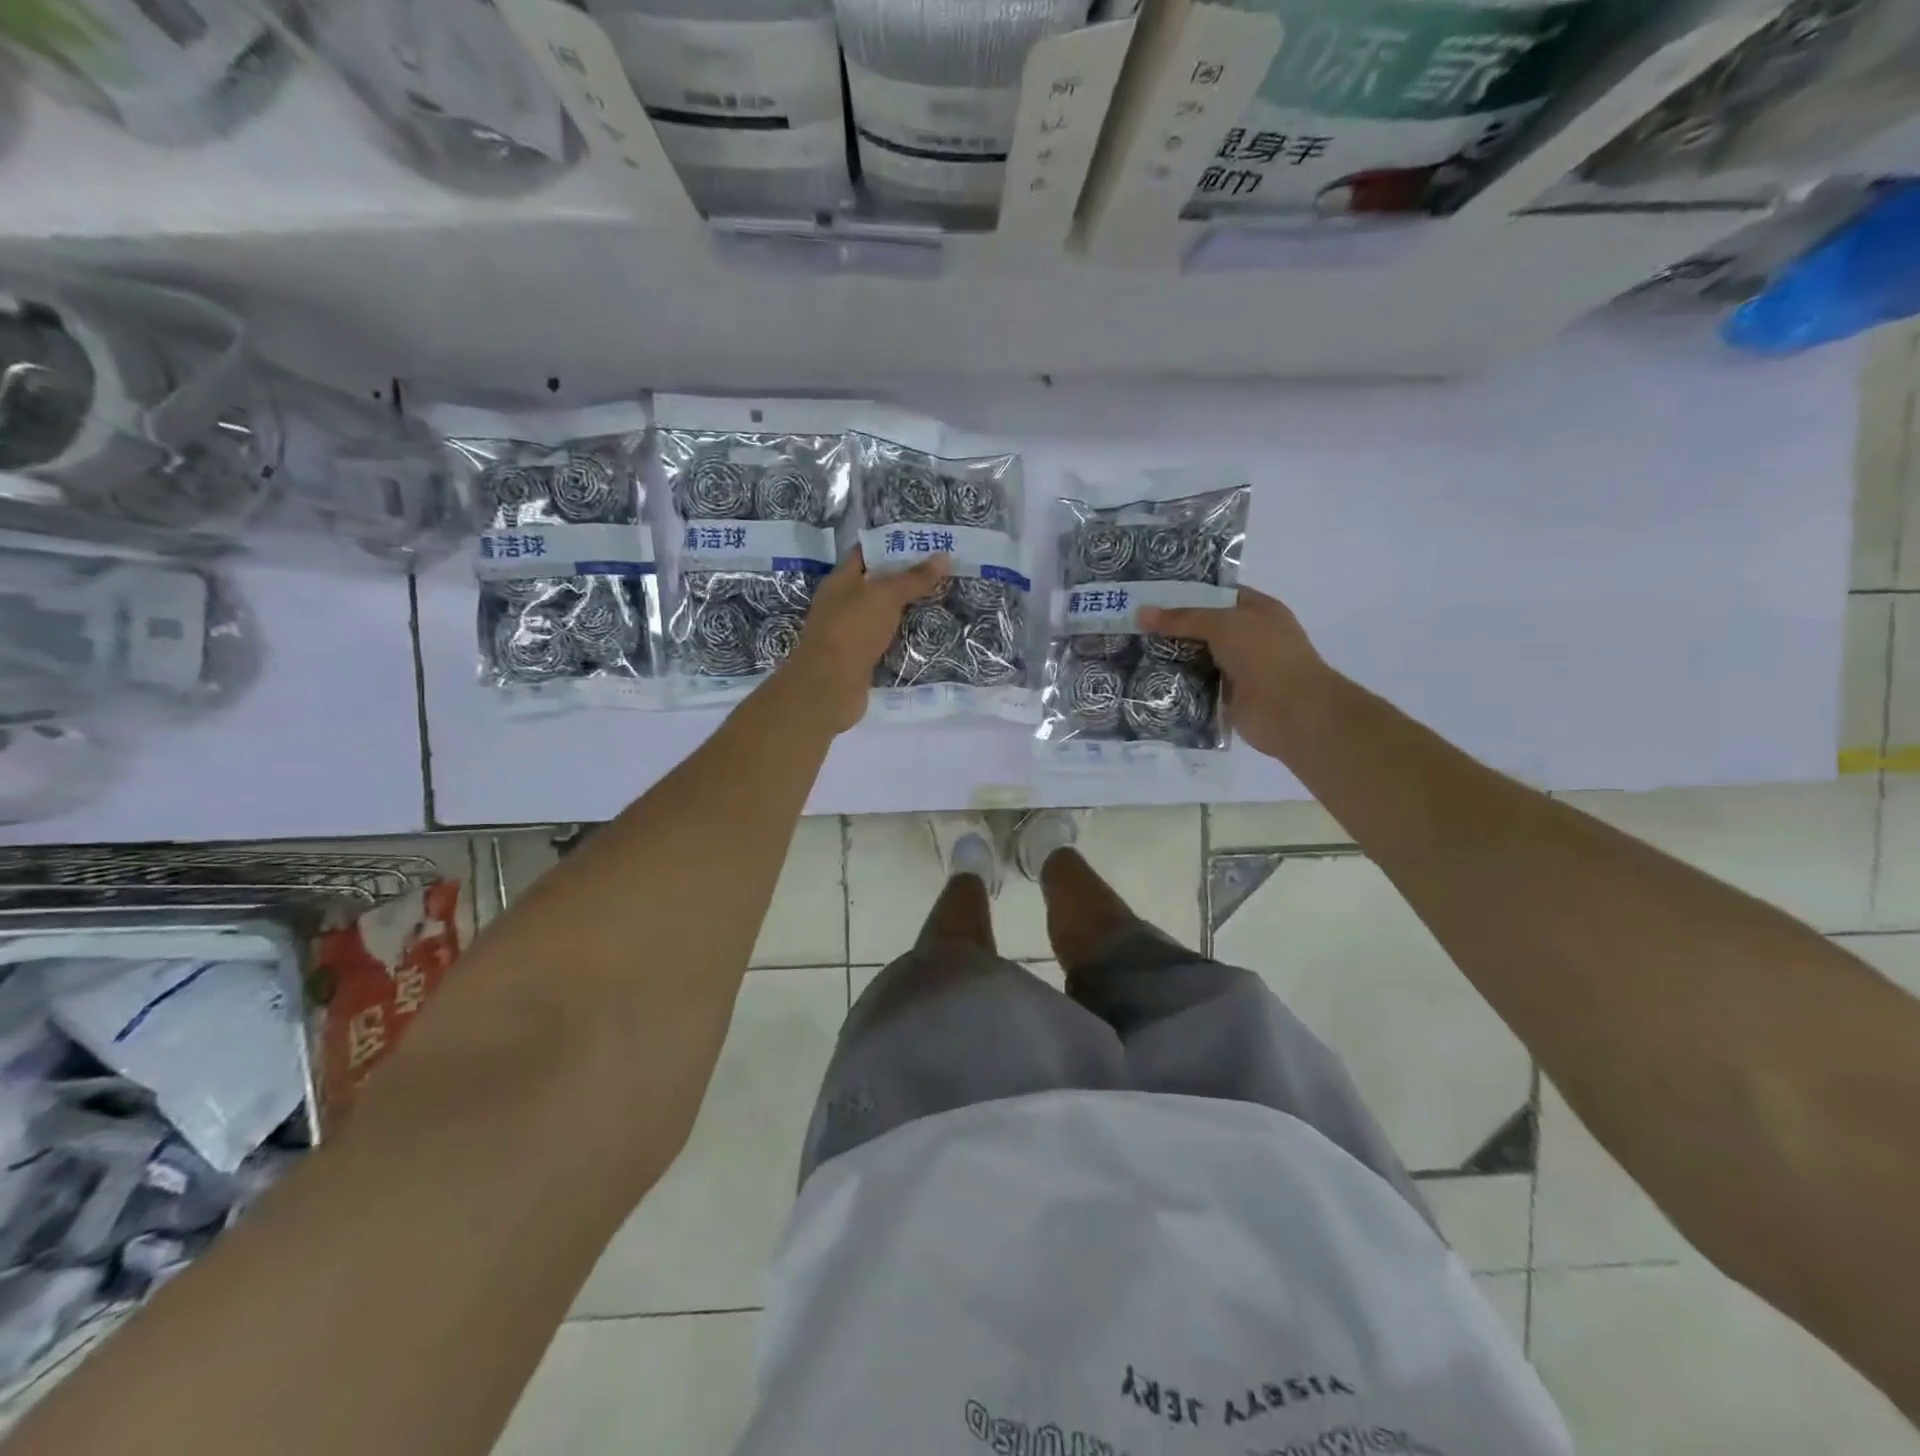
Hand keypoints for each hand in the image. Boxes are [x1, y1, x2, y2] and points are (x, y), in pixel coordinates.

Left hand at [780, 546, 950, 732]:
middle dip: (906, 579)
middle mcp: (842, 604)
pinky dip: (902, 637)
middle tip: (942, 573)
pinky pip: (885, 641)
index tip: (925, 543)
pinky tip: (926, 634)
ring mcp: (849, 633)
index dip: (893, 545)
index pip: (866, 553)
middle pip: (877, 585)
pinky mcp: (860, 659)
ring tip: (941, 600)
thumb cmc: (852, 630)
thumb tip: (944, 556)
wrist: (830, 687)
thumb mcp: (886, 596)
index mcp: (841, 580)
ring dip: (906, 610)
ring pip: (882, 615)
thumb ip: (914, 578)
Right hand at [1141, 586, 1330, 759]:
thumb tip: (1141, 613)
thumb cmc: (1264, 654)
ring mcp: (1238, 668)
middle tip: (1133, 621)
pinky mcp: (1226, 697)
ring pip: (1198, 657)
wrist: (1289, 710)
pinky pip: (1196, 685)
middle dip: (1173, 626)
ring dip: (1172, 657)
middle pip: (1205, 627)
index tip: (1152, 593)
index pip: (1219, 594)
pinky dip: (1177, 683)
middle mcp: (1249, 637)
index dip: (1188, 592)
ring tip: (1132, 648)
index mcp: (1258, 611)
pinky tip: (1147, 678)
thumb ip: (1183, 619)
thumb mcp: (1223, 624)